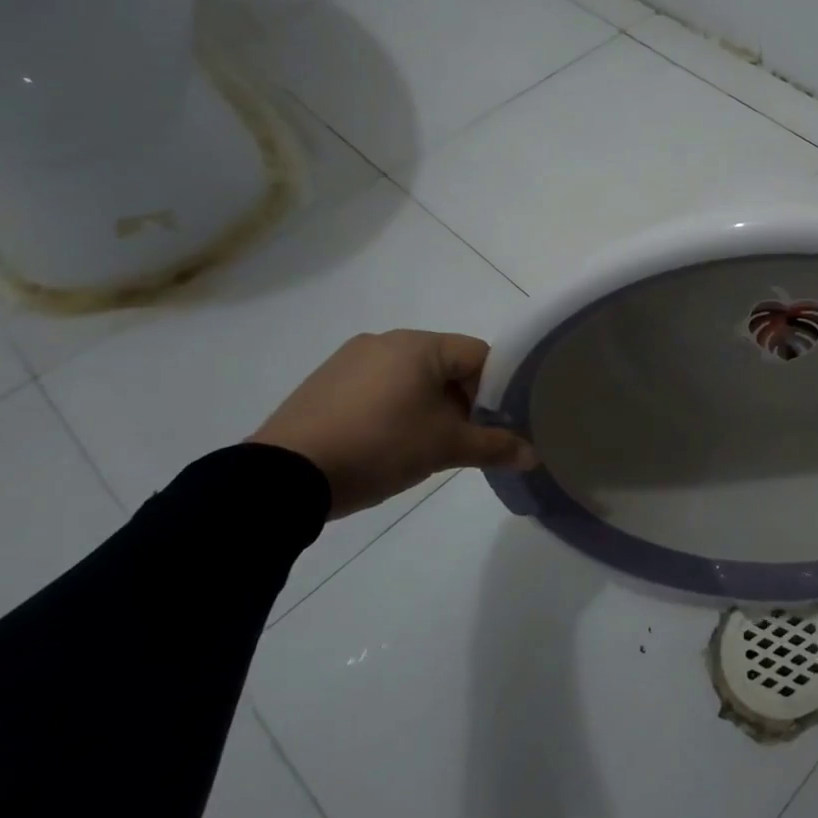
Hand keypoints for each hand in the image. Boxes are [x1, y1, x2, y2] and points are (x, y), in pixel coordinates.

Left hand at [249, 330, 536, 520]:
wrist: (283, 477)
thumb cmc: (380, 446)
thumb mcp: (445, 448)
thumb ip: (494, 446)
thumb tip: (535, 456)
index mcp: (419, 345)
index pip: (480, 355)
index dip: (496, 389)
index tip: (494, 424)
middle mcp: (385, 340)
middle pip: (446, 365)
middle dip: (462, 401)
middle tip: (463, 440)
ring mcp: (349, 359)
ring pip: (411, 377)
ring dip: (428, 406)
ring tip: (423, 446)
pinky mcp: (324, 383)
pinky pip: (377, 387)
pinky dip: (394, 408)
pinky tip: (385, 443)